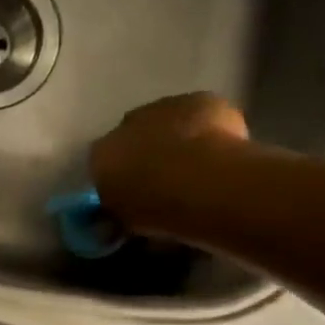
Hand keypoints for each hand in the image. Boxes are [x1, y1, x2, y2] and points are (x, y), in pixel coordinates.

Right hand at [91, 93, 248, 237]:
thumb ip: (122, 214)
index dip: (123, 178)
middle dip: (148, 153)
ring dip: (178, 137)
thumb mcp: (129, 223)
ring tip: (199, 165)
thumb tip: (120, 219)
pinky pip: (202, 114)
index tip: (137, 194)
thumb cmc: (157, 209)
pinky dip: (210, 127)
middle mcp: (124, 125)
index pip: (105, 164)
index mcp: (101, 156)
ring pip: (168, 121)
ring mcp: (163, 107)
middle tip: (168, 180)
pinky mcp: (199, 100)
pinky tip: (222, 150)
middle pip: (134, 136)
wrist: (200, 182)